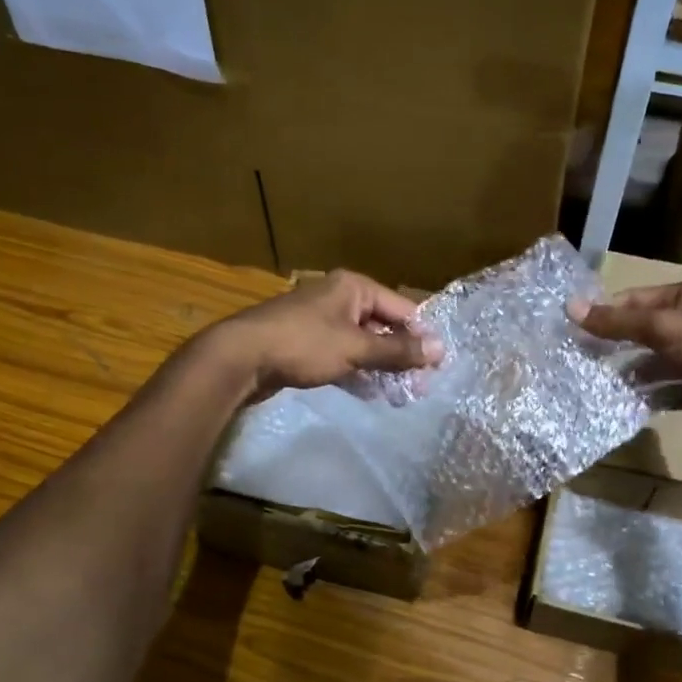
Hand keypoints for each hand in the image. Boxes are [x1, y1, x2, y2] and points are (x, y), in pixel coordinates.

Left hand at [205, 269, 442, 404]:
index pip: (402, 309)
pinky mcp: (307, 344)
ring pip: (362, 343)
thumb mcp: (356, 348)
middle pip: (382, 326)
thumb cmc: (303, 344)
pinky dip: (357, 371)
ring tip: (400, 394)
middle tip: (419, 386)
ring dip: (381, 367)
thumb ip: (398, 351)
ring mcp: (321, 321)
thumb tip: (441, 349)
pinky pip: (343, 355)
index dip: (421, 336)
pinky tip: (370, 392)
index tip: (438, 366)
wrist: (240, 358)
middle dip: (401, 355)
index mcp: (354, 287)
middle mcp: (339, 298)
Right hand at [570, 280, 681, 440]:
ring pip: (658, 363)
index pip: (636, 299)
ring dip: (633, 374)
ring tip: (600, 386)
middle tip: (582, 362)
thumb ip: (617, 321)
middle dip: (617, 346)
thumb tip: (569, 307)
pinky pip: (672, 389)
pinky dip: (653, 395)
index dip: (607, 312)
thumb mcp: (662, 328)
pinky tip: (629, 405)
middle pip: (646, 331)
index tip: (576, 330)